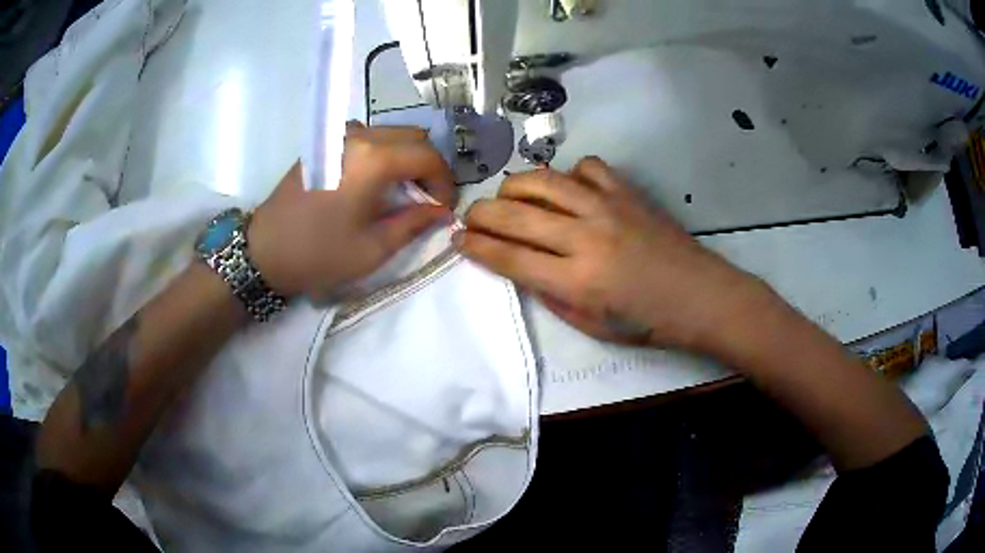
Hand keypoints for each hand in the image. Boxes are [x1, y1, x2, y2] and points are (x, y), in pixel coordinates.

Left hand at [248, 124, 455, 297]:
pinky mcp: (322, 144)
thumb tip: (441, 210)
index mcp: (372, 160)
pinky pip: (364, 137)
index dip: (444, 182)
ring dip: (404, 156)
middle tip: (426, 197)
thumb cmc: (318, 255)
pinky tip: (374, 180)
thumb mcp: (372, 249)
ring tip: (402, 188)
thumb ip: (413, 223)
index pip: (427, 156)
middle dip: (427, 165)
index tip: (443, 207)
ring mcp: (336, 136)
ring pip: (389, 132)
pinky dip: (381, 152)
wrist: (263, 252)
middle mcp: (357, 136)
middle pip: (411, 136)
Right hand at [458, 156, 766, 350]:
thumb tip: (520, 267)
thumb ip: (551, 295)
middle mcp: (585, 237)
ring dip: (515, 186)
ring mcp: (607, 207)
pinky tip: (570, 190)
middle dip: (481, 213)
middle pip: (515, 214)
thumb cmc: (646, 322)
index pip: (507, 256)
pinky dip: (569, 175)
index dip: (475, 247)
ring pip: (543, 180)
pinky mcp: (627, 192)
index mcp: (576, 280)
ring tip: (509, 196)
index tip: (457, 239)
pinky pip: (586, 167)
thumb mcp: (591, 326)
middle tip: (471, 217)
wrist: (699, 296)